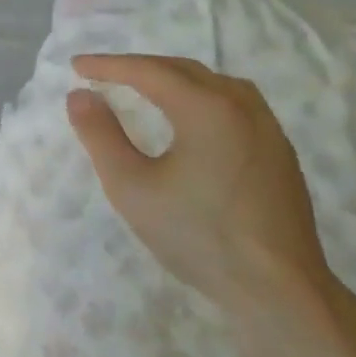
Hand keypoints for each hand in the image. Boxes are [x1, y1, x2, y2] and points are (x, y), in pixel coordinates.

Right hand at [67, 55, 340, 340]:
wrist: (279, 291)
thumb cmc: (198, 237)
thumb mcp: (132, 188)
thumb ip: (101, 136)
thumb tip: (79, 95)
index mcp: (207, 109)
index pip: (148, 71)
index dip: (109, 65)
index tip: (76, 65)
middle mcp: (242, 105)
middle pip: (183, 70)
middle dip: (139, 67)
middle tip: (102, 74)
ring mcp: (268, 127)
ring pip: (213, 83)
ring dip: (172, 78)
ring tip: (143, 87)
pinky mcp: (279, 151)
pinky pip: (234, 103)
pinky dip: (200, 95)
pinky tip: (190, 117)